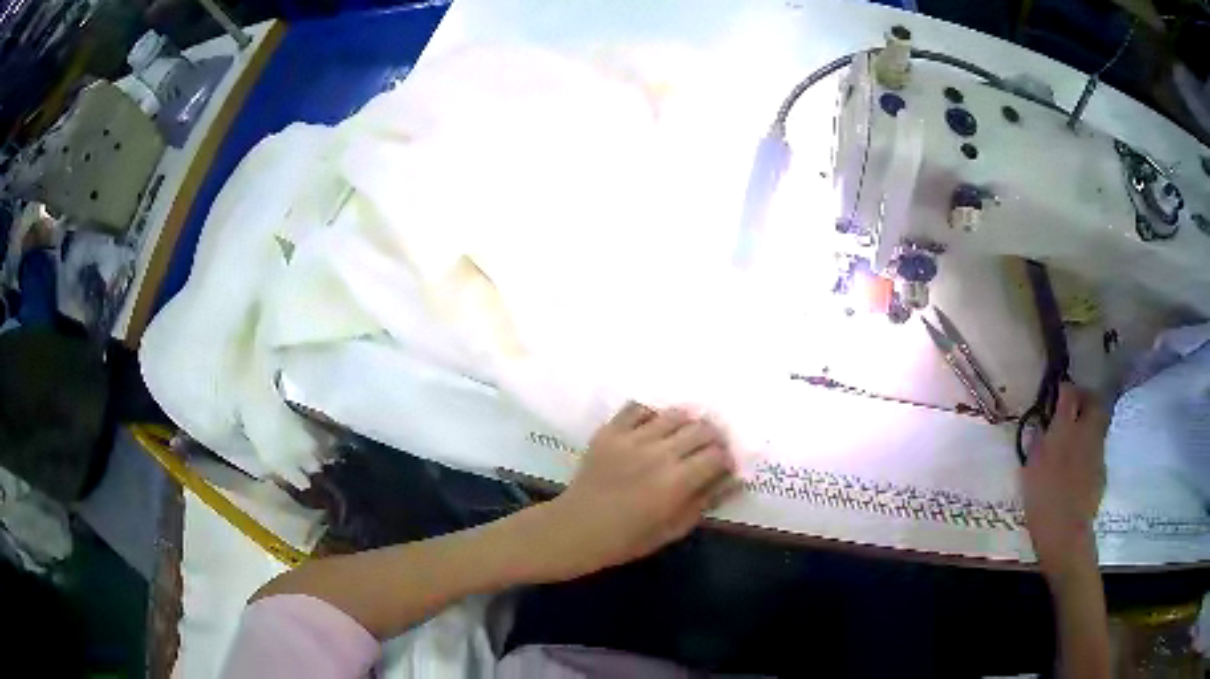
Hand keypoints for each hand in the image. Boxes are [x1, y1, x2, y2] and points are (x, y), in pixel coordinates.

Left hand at [528, 402, 736, 581]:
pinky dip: (652, 414)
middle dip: (714, 437)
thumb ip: (705, 501)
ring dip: (688, 422)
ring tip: (686, 435)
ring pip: (674, 414)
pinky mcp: (610, 431)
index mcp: (676, 482)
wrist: (576, 528)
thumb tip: (734, 480)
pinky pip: (638, 408)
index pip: (717, 455)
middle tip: (711, 449)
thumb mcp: (673, 529)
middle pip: (701, 429)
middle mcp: (658, 453)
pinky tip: (654, 427)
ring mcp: (632, 438)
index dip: (727, 459)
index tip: (725, 466)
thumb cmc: (627, 538)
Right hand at [1022, 383, 1109, 580]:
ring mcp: (1097, 450)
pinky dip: (1090, 448)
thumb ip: (1038, 443)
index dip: (1064, 389)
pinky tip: (1080, 465)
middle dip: (1086, 398)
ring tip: (1078, 435)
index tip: (1058, 392)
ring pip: (1099, 424)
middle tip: (1076, 405)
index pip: (1069, 393)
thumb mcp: (1031, 468)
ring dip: (1090, 423)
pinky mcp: (1102, 470)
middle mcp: (1086, 431)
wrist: (1065, 531)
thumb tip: (1042, 428)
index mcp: (1065, 428)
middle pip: (1093, 401)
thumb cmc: (1042, 499)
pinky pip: (1097, 449)